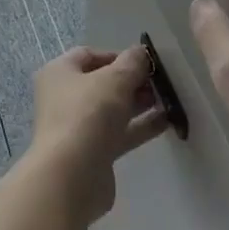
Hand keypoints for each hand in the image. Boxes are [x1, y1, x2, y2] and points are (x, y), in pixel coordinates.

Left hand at [25, 46, 170, 226]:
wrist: (71, 177)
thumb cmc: (87, 115)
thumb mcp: (114, 80)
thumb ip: (132, 63)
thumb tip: (141, 52)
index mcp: (59, 73)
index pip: (89, 55)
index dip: (118, 55)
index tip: (145, 63)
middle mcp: (64, 97)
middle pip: (102, 82)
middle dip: (132, 81)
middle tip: (160, 83)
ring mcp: (78, 127)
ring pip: (112, 109)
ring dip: (139, 104)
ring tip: (168, 100)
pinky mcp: (92, 153)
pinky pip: (119, 133)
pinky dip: (140, 126)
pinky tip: (166, 122)